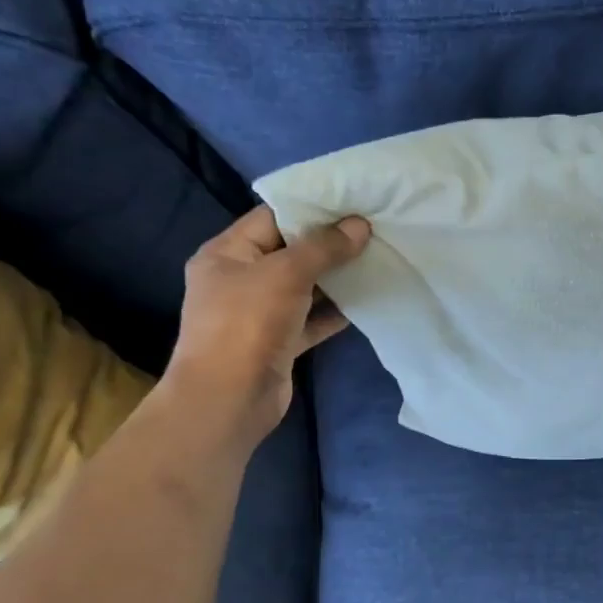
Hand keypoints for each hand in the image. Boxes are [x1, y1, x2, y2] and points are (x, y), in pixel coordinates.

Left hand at [164, 205, 369, 444]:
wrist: (230, 399)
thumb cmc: (247, 324)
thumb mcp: (285, 274)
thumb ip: (324, 247)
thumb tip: (360, 225)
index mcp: (226, 253)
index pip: (271, 217)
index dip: (310, 207)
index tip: (352, 202)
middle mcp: (239, 280)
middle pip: (289, 251)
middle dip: (329, 243)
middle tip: (371, 230)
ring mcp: (258, 314)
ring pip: (303, 287)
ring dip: (335, 278)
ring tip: (376, 260)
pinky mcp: (278, 343)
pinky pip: (310, 319)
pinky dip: (334, 312)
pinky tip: (365, 301)